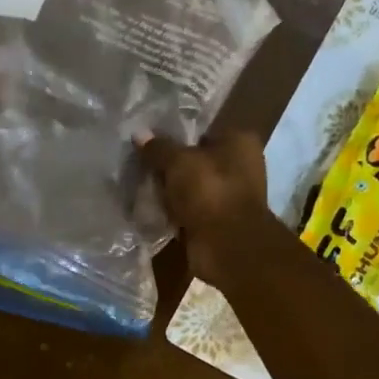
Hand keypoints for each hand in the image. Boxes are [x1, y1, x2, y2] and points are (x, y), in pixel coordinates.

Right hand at [137, 131, 277, 286]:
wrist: (227, 246)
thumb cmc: (209, 191)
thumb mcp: (178, 162)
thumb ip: (158, 148)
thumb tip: (139, 134)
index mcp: (240, 142)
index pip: (203, 132)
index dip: (177, 136)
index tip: (151, 142)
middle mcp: (240, 166)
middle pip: (197, 161)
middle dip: (171, 166)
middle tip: (142, 165)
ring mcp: (230, 196)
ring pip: (192, 188)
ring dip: (171, 191)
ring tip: (142, 187)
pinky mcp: (218, 222)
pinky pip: (190, 210)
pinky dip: (175, 212)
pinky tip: (152, 209)